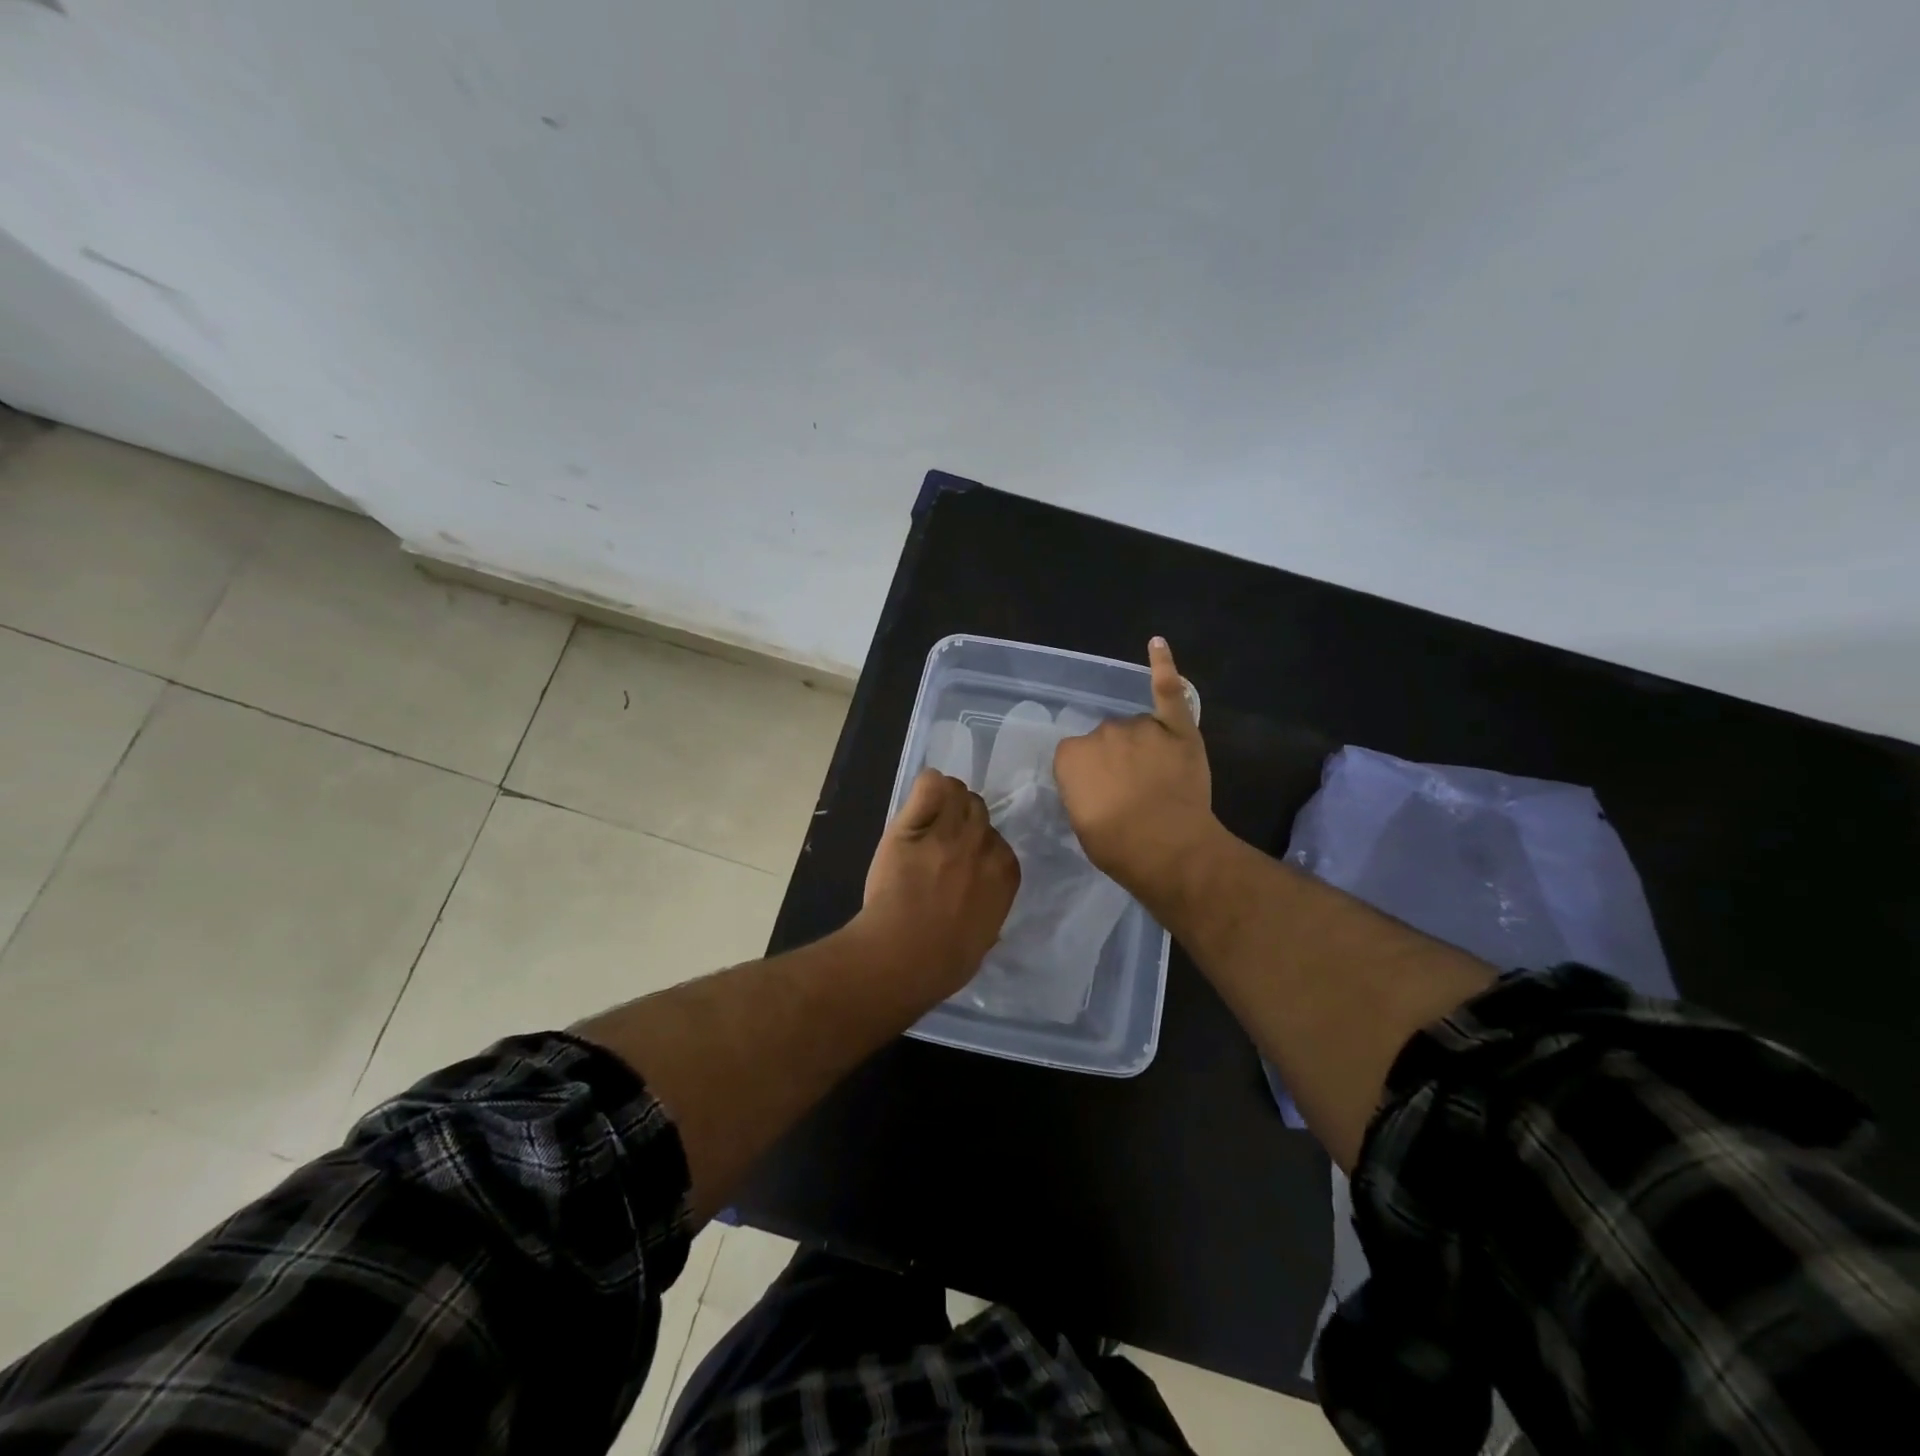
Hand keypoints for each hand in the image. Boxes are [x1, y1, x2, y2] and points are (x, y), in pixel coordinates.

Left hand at [856, 769, 1020, 993]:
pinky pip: (930, 784)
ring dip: (944, 802)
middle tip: (938, 842)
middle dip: (961, 820)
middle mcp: (983, 845)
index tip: (959, 861)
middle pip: (978, 809)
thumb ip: (988, 910)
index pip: (997, 838)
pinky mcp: (914, 825)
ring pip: (956, 791)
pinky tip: (916, 806)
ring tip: (925, 821)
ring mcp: (949, 832)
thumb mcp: (983, 938)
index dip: (976, 846)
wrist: (903, 955)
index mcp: (1005, 873)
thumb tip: (982, 907)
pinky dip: (926, 789)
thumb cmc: (943, 962)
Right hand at [1054, 637, 1218, 903]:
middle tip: (1131, 791)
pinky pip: (1169, 690)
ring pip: (1138, 727)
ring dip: (1143, 745)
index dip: (1090, 777)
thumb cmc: (1117, 844)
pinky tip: (1157, 644)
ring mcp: (1141, 726)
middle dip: (1117, 760)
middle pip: (1107, 739)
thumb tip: (1094, 782)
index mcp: (1071, 754)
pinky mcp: (1176, 726)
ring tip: (1158, 779)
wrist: (1167, 849)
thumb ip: (1083, 790)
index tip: (1101, 796)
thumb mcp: (1081, 821)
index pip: (1076, 756)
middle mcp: (1102, 731)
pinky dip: (1163, 666)